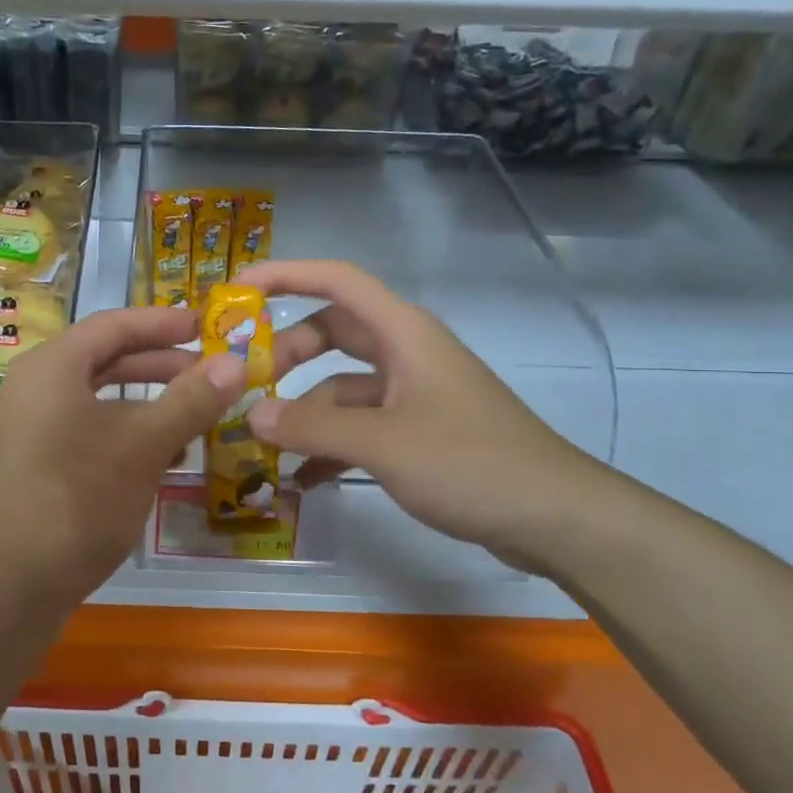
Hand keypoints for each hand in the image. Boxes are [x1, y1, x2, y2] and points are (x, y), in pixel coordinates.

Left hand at [0, 306, 244, 601]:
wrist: (12, 585)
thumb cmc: (79, 498)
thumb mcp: (144, 445)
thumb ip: (191, 400)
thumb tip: (236, 361)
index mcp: (52, 367)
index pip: (113, 325)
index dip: (163, 322)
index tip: (206, 326)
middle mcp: (33, 387)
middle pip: (104, 359)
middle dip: (159, 363)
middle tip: (208, 370)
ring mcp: (29, 428)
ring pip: (97, 398)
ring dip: (146, 401)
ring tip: (193, 410)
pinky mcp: (33, 464)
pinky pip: (85, 429)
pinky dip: (124, 431)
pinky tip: (162, 454)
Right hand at [239, 260, 614, 575]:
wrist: (554, 517)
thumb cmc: (470, 463)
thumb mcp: (382, 443)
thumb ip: (311, 428)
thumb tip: (250, 416)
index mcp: (402, 333)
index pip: (336, 280)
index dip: (286, 274)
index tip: (238, 290)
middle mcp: (406, 353)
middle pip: (332, 333)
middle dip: (287, 355)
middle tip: (245, 384)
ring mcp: (413, 394)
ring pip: (342, 387)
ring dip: (305, 411)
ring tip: (264, 446)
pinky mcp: (419, 431)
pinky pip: (361, 426)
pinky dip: (331, 444)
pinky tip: (303, 479)